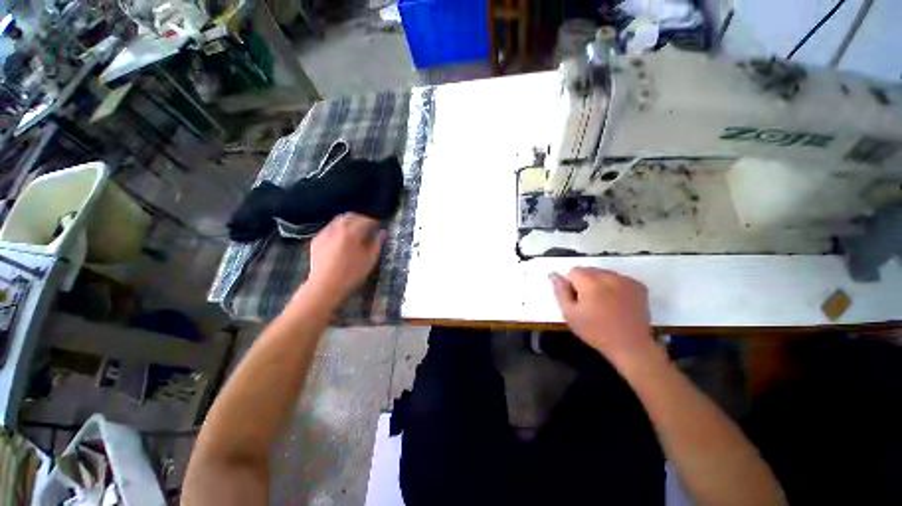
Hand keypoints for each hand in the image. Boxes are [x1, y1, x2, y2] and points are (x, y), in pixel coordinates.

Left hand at [305, 213, 384, 305]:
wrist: (325, 286)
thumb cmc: (350, 273)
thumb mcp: (369, 259)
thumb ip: (377, 243)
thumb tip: (383, 232)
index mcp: (351, 232)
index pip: (365, 219)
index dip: (374, 221)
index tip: (379, 224)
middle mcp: (337, 228)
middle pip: (350, 216)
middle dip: (361, 218)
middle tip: (368, 225)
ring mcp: (325, 233)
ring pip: (338, 220)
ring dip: (349, 221)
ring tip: (356, 231)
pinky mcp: (317, 240)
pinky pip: (329, 228)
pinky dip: (338, 228)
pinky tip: (342, 238)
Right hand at [550, 267, 661, 370]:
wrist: (630, 346)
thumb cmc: (595, 331)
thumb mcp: (570, 314)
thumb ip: (560, 291)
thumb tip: (553, 274)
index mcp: (590, 282)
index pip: (573, 271)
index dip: (571, 285)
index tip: (577, 300)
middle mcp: (609, 276)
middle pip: (589, 270)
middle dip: (585, 282)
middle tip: (589, 303)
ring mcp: (626, 280)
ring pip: (604, 274)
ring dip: (600, 283)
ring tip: (604, 304)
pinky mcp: (639, 286)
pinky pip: (619, 279)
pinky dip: (615, 286)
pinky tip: (617, 303)